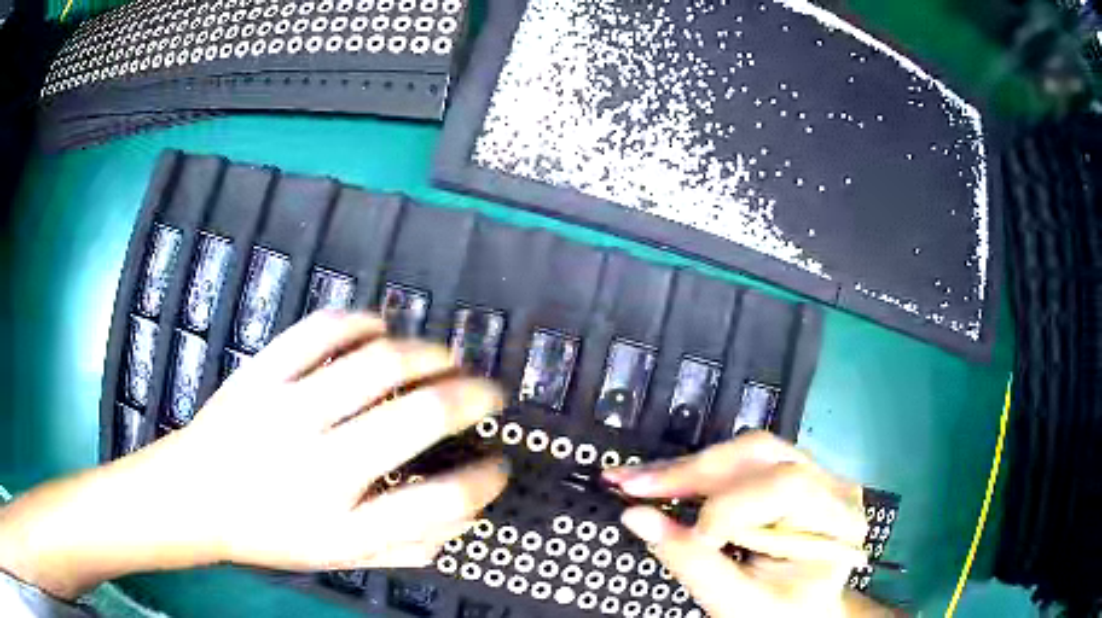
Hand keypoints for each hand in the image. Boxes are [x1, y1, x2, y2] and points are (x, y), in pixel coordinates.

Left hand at [0, 311, 507, 597]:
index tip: (499, 467)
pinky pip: (320, 331)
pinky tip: (381, 328)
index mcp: (341, 523)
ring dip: (427, 354)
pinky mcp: (261, 373)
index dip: (483, 483)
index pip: (439, 502)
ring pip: (376, 363)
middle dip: (471, 398)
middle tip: (489, 392)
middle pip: (418, 416)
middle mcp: (320, 465)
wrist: (193, 497)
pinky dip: (361, 322)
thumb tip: (461, 513)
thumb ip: (404, 543)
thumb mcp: (337, 557)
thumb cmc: (267, 534)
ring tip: (447, 357)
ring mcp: (287, 409)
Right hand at [604, 431, 884, 617]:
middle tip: (633, 484)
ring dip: (689, 467)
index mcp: (838, 520)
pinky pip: (742, 461)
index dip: (728, 508)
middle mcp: (830, 486)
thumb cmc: (782, 614)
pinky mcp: (788, 475)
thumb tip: (637, 517)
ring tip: (641, 481)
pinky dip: (698, 472)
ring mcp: (812, 474)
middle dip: (693, 471)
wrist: (803, 614)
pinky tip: (666, 480)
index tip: (688, 538)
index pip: (785, 487)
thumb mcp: (740, 604)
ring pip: (747, 449)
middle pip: (762, 454)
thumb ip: (692, 564)